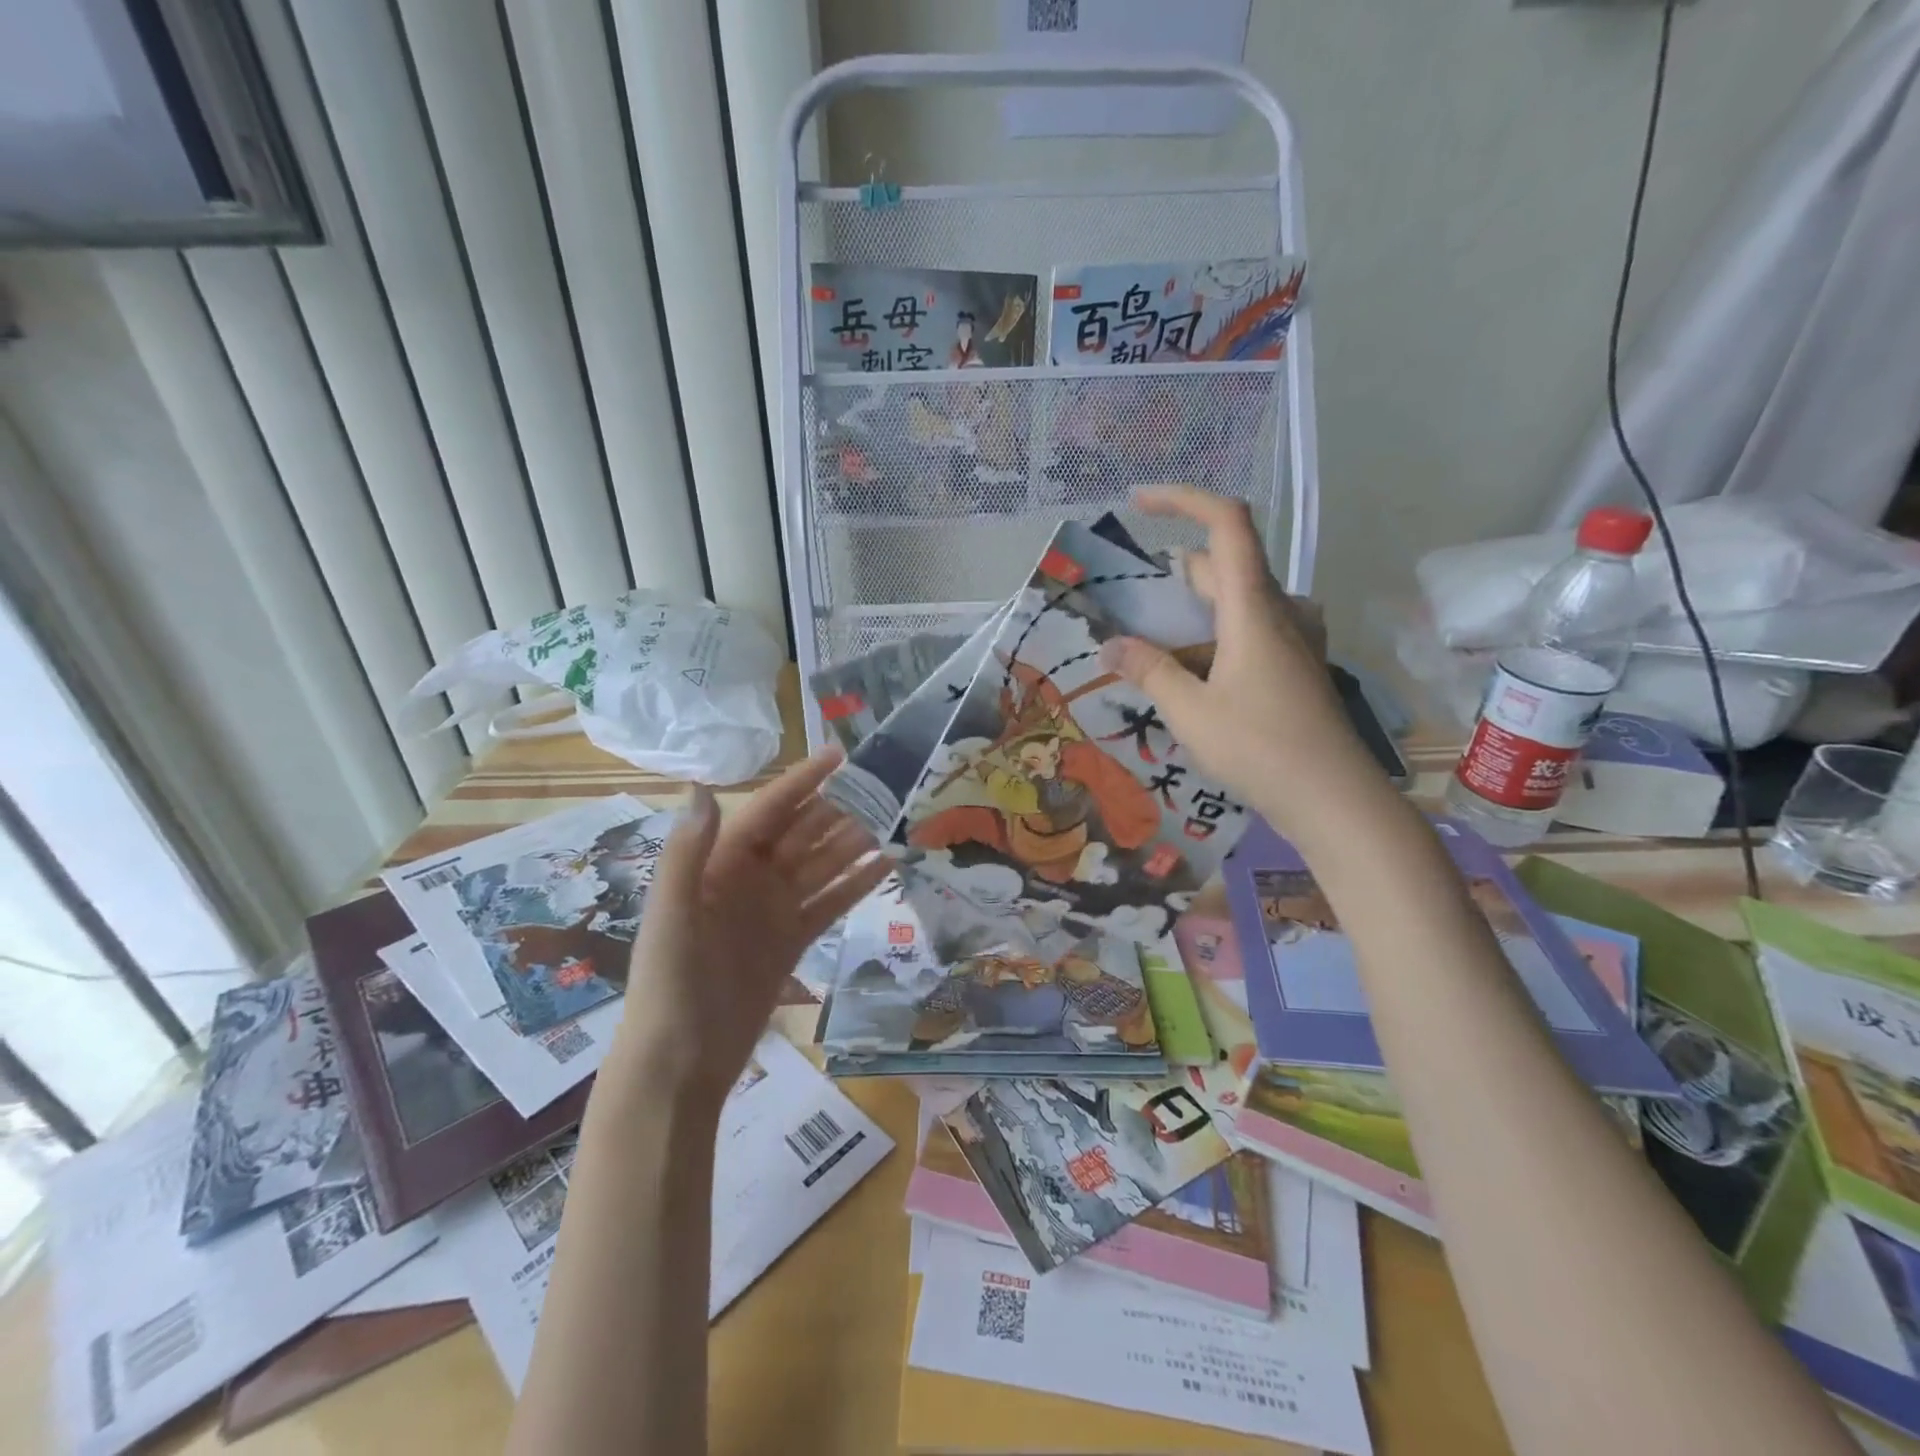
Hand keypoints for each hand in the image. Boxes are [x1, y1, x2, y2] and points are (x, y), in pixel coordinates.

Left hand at [609, 748, 888, 1104]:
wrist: (680, 1063)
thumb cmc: (671, 984)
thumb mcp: (671, 914)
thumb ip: (687, 852)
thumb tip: (705, 787)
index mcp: (720, 864)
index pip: (768, 811)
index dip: (801, 782)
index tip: (838, 756)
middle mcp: (749, 879)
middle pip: (801, 834)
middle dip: (836, 811)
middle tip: (881, 790)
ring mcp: (773, 911)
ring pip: (820, 865)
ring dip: (852, 843)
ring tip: (890, 822)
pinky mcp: (792, 941)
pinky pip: (829, 903)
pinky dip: (856, 885)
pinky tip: (885, 867)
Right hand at [1098, 484, 1382, 840]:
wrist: (1333, 797)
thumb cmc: (1260, 748)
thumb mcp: (1190, 712)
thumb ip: (1149, 672)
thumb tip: (1111, 646)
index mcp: (1253, 608)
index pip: (1227, 524)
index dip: (1183, 499)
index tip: (1139, 503)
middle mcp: (1279, 611)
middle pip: (1225, 566)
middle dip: (1174, 575)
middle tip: (1130, 605)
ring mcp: (1295, 638)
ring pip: (1238, 600)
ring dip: (1195, 610)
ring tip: (1156, 646)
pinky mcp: (1298, 664)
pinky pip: (1252, 629)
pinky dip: (1217, 636)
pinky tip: (1197, 674)